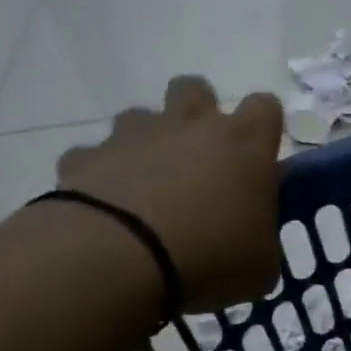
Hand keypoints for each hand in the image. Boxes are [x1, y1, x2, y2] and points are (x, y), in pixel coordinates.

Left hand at [56, 78, 283, 311]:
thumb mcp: (261, 263)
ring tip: (149, 184)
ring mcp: (133, 137)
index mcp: (244, 144)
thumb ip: (261, 236)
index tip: (259, 156)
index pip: (266, 107)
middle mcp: (190, 127)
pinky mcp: (85, 158)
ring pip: (140, 116)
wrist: (118, 260)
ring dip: (148, 142)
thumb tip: (252, 232)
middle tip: (201, 157)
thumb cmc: (210, 256)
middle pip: (195, 88)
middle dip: (198, 113)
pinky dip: (101, 175)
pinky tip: (104, 209)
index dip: (263, 127)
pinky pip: (93, 156)